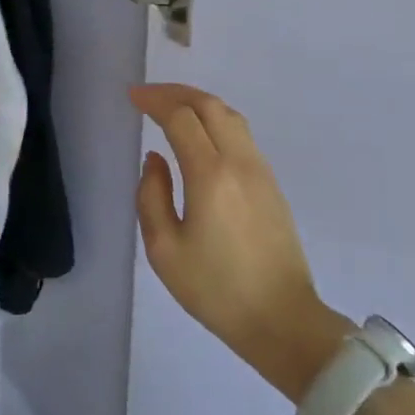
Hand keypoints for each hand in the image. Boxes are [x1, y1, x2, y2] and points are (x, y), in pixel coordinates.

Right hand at [132, 83, 351, 400]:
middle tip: (148, 95)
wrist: (282, 321)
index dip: (154, 101)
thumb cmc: (215, 290)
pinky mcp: (271, 184)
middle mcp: (240, 162)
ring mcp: (261, 171)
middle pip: (210, 105)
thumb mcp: (164, 249)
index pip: (181, 118)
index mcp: (210, 175)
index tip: (132, 97)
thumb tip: (156, 159)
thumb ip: (151, 196)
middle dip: (176, 93)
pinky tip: (200, 134)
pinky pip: (241, 135)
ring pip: (230, 116)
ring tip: (172, 107)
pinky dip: (215, 120)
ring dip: (199, 102)